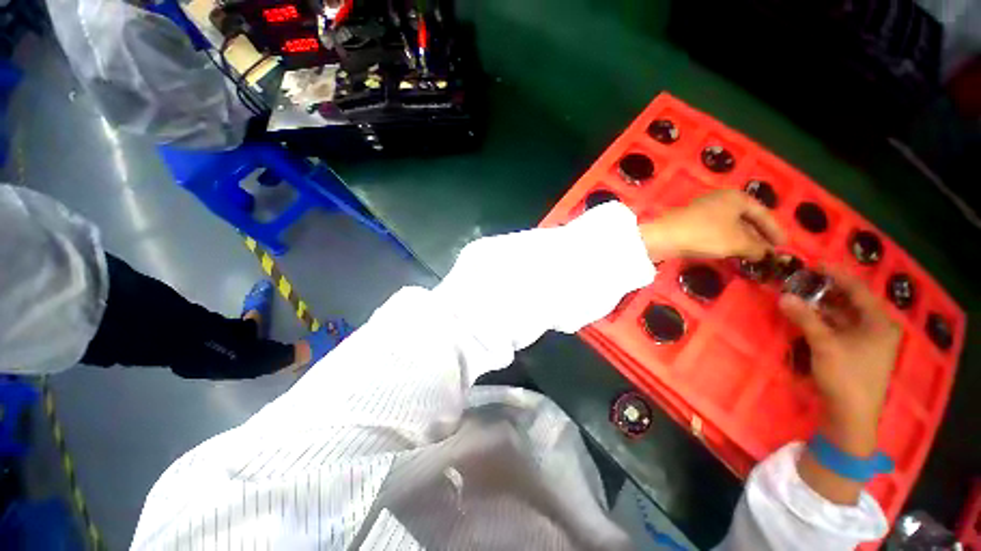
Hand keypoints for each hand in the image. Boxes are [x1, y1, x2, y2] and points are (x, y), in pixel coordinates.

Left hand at [639, 189, 785, 261]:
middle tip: (769, 253)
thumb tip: (765, 254)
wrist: (663, 237)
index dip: (775, 230)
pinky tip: (730, 253)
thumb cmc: (705, 234)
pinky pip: (716, 231)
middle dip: (759, 236)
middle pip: (746, 219)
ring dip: (742, 240)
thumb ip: (756, 248)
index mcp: (736, 197)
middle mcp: (721, 200)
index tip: (784, 246)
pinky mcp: (691, 223)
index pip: (763, 213)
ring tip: (752, 256)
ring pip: (730, 226)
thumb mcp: (737, 242)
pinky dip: (726, 241)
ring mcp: (704, 211)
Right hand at [779, 267, 900, 450]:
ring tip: (801, 295)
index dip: (837, 275)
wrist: (851, 416)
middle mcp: (877, 328)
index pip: (858, 290)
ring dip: (823, 305)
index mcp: (879, 323)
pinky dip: (824, 320)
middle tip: (803, 280)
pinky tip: (808, 316)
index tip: (815, 264)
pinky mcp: (857, 352)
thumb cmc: (845, 376)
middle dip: (827, 290)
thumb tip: (783, 296)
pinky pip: (840, 328)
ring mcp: (868, 341)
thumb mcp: (824, 344)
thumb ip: (805, 318)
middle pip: (852, 301)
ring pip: (844, 315)